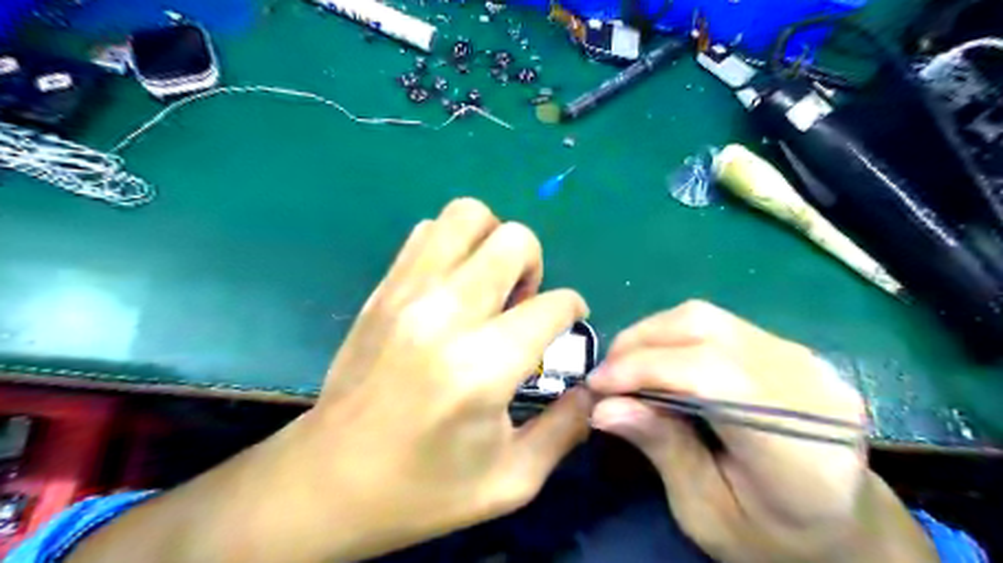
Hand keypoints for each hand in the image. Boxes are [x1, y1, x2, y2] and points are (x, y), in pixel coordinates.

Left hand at [70, 198, 589, 562]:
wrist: (327, 482)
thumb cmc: (422, 491)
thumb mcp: (511, 481)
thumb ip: (566, 429)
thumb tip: (592, 389)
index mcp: (482, 366)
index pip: (553, 305)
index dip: (573, 311)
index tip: (567, 327)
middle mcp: (445, 314)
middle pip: (514, 240)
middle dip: (535, 266)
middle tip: (523, 303)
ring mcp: (407, 293)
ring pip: (467, 215)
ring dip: (492, 242)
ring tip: (489, 287)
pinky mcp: (382, 289)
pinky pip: (427, 232)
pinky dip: (453, 245)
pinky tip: (452, 286)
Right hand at [589, 302, 941, 562]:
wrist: (843, 523)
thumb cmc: (773, 535)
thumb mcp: (707, 514)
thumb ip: (662, 451)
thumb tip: (604, 406)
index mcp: (798, 448)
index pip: (711, 375)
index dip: (645, 369)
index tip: (597, 386)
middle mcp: (808, 386)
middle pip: (707, 332)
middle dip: (640, 344)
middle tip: (605, 374)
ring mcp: (804, 359)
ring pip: (709, 318)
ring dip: (653, 335)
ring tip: (625, 366)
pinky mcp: (789, 348)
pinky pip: (719, 324)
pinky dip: (674, 336)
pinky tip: (658, 361)